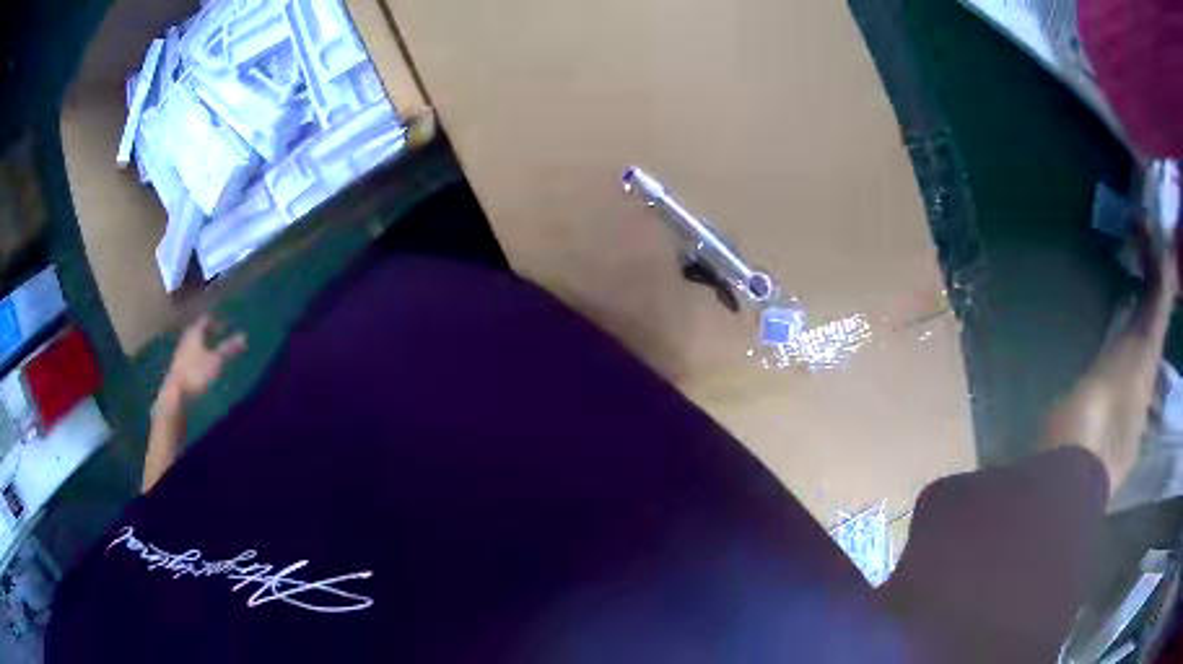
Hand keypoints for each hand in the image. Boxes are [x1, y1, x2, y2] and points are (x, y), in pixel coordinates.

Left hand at [157, 315, 246, 413]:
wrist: (176, 395)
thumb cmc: (196, 374)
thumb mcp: (216, 361)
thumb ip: (229, 349)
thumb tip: (244, 335)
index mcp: (195, 333)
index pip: (205, 320)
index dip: (214, 321)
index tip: (224, 324)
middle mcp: (186, 340)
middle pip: (197, 331)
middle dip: (207, 332)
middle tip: (218, 334)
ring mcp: (180, 354)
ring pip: (192, 344)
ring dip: (201, 344)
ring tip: (211, 350)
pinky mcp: (178, 368)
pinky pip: (189, 356)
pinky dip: (196, 356)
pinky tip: (201, 365)